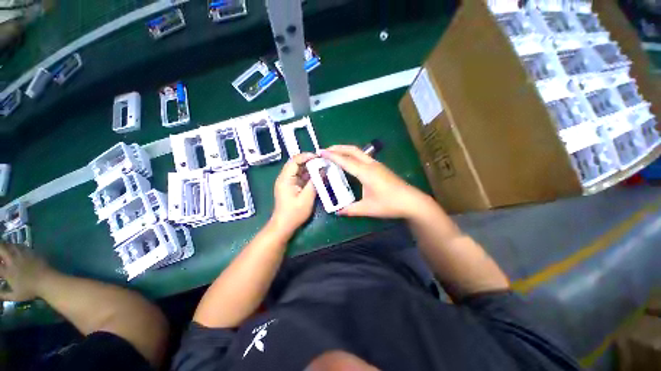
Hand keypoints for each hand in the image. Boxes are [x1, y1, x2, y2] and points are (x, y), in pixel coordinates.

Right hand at [0, 243, 52, 301]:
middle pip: (1, 249)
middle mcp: (13, 260)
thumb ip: (3, 295)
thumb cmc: (31, 290)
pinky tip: (15, 250)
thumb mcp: (15, 296)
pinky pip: (20, 245)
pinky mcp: (30, 252)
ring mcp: (22, 255)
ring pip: (10, 245)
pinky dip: (15, 246)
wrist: (47, 281)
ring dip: (5, 247)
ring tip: (5, 251)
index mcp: (7, 271)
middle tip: (0, 256)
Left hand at [271, 153, 317, 232]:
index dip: (306, 156)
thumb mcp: (307, 198)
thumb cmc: (294, 213)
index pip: (294, 160)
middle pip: (297, 164)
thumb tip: (323, 170)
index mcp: (285, 178)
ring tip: (323, 168)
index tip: (319, 157)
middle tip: (324, 162)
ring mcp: (288, 182)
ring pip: (300, 170)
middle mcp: (285, 177)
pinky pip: (301, 177)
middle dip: (310, 162)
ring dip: (311, 168)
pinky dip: (310, 175)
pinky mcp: (292, 186)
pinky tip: (319, 176)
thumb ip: (315, 183)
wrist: (284, 225)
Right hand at [321, 145, 429, 218]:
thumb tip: (338, 212)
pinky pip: (363, 157)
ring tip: (335, 154)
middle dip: (338, 148)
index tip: (320, 151)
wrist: (412, 201)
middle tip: (325, 150)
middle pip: (352, 150)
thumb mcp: (368, 208)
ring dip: (345, 150)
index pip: (345, 161)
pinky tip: (349, 162)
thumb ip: (351, 209)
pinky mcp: (380, 168)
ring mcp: (376, 165)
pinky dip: (352, 155)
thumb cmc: (389, 204)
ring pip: (358, 152)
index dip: (332, 156)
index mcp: (365, 172)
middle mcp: (370, 165)